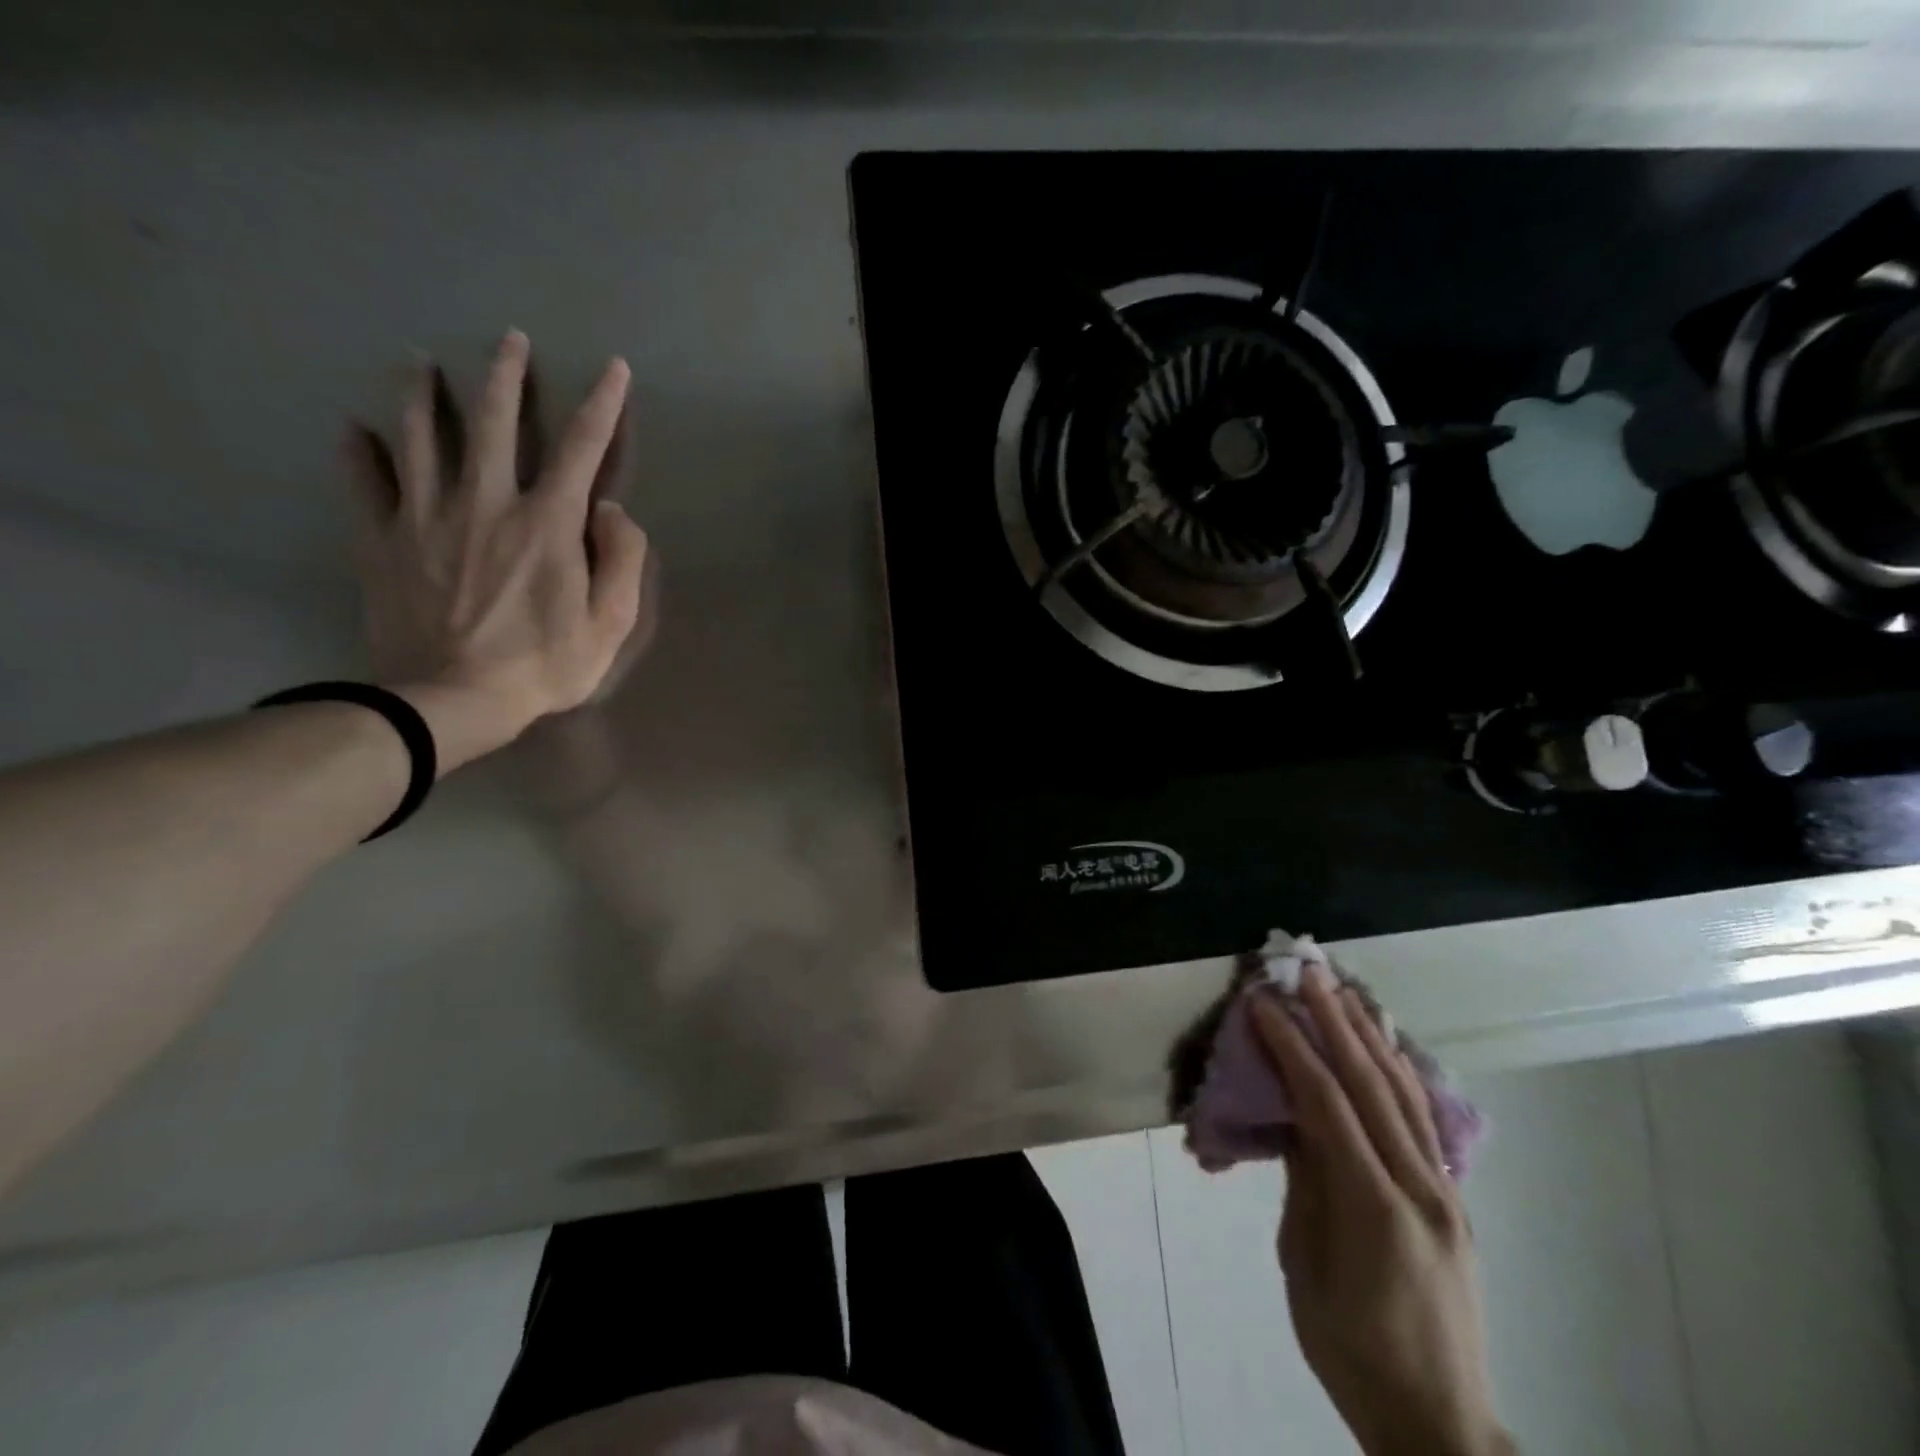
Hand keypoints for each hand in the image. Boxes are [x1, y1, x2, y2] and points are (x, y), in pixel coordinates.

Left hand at [346, 329, 649, 773]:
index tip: (614, 369)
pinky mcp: (383, 539)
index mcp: (547, 522)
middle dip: (504, 374)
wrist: (450, 700)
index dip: (603, 404)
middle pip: (491, 421)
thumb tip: (612, 509)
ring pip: (417, 435)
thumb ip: (621, 560)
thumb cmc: (543, 665)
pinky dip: (358, 452)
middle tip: (507, 338)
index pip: (582, 447)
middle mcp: (486, 502)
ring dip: (420, 392)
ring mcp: (426, 516)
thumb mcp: (610, 624)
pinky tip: (354, 429)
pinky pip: (365, 482)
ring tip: (417, 361)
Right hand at [1251, 967, 1512, 1455]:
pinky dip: (1396, 1070)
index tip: (1263, 1003)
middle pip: (1372, 1084)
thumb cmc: (1349, 1350)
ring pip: (1404, 1093)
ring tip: (1343, 990)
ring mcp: (1446, 1191)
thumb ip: (1305, 1181)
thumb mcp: (1305, 1266)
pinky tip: (1383, 1045)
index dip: (1292, 1047)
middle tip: (1308, 972)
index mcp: (1375, 1208)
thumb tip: (1294, 1117)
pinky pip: (1421, 1118)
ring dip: (1369, 1034)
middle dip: (1335, 1021)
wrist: (1437, 1422)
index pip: (1327, 1104)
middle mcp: (1421, 1188)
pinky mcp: (1452, 1198)